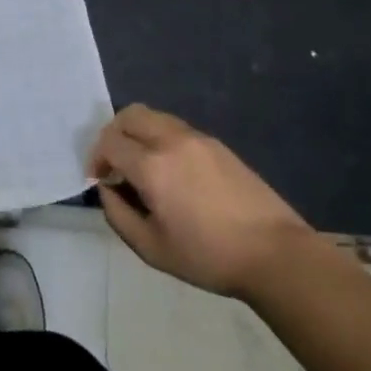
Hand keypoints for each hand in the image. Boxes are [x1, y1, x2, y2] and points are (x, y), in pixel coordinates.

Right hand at [89, 104, 313, 297]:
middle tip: (115, 164)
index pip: (109, 142)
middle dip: (113, 135)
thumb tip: (107, 190)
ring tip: (142, 166)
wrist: (273, 253)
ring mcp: (197, 138)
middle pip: (128, 115)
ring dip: (137, 133)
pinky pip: (176, 128)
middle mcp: (171, 140)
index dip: (96, 159)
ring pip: (153, 116)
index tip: (100, 181)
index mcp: (152, 166)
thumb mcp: (151, 248)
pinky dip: (160, 138)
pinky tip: (171, 171)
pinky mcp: (216, 144)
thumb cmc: (208, 256)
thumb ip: (118, 214)